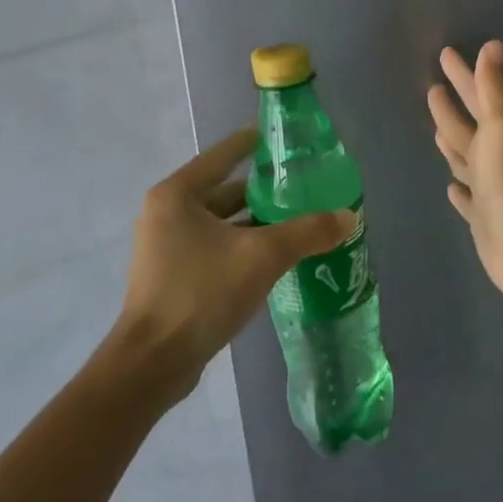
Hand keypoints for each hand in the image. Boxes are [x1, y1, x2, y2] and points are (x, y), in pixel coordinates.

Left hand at [116, 127, 354, 400]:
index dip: (253, 143)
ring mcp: (166, 246)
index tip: (282, 138)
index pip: (223, 155)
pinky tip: (275, 256)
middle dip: (262, 190)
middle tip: (302, 186)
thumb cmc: (201, 293)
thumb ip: (307, 232)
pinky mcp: (172, 276)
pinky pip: (215, 248)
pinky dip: (242, 246)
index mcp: (177, 194)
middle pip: (223, 190)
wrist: (154, 362)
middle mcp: (167, 213)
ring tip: (297, 220)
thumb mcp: (262, 256)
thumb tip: (349, 217)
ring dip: (255, 222)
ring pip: (220, 223)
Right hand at [427, 41, 502, 314]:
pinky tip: (450, 187)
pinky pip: (467, 197)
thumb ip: (493, 89)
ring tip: (436, 130)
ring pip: (466, 159)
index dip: (463, 75)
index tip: (446, 54)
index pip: (478, 96)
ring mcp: (490, 188)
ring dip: (453, 143)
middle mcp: (497, 158)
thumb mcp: (501, 127)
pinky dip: (459, 190)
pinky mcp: (482, 217)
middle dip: (453, 106)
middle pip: (470, 125)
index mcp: (502, 134)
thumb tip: (493, 45)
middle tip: (434, 87)